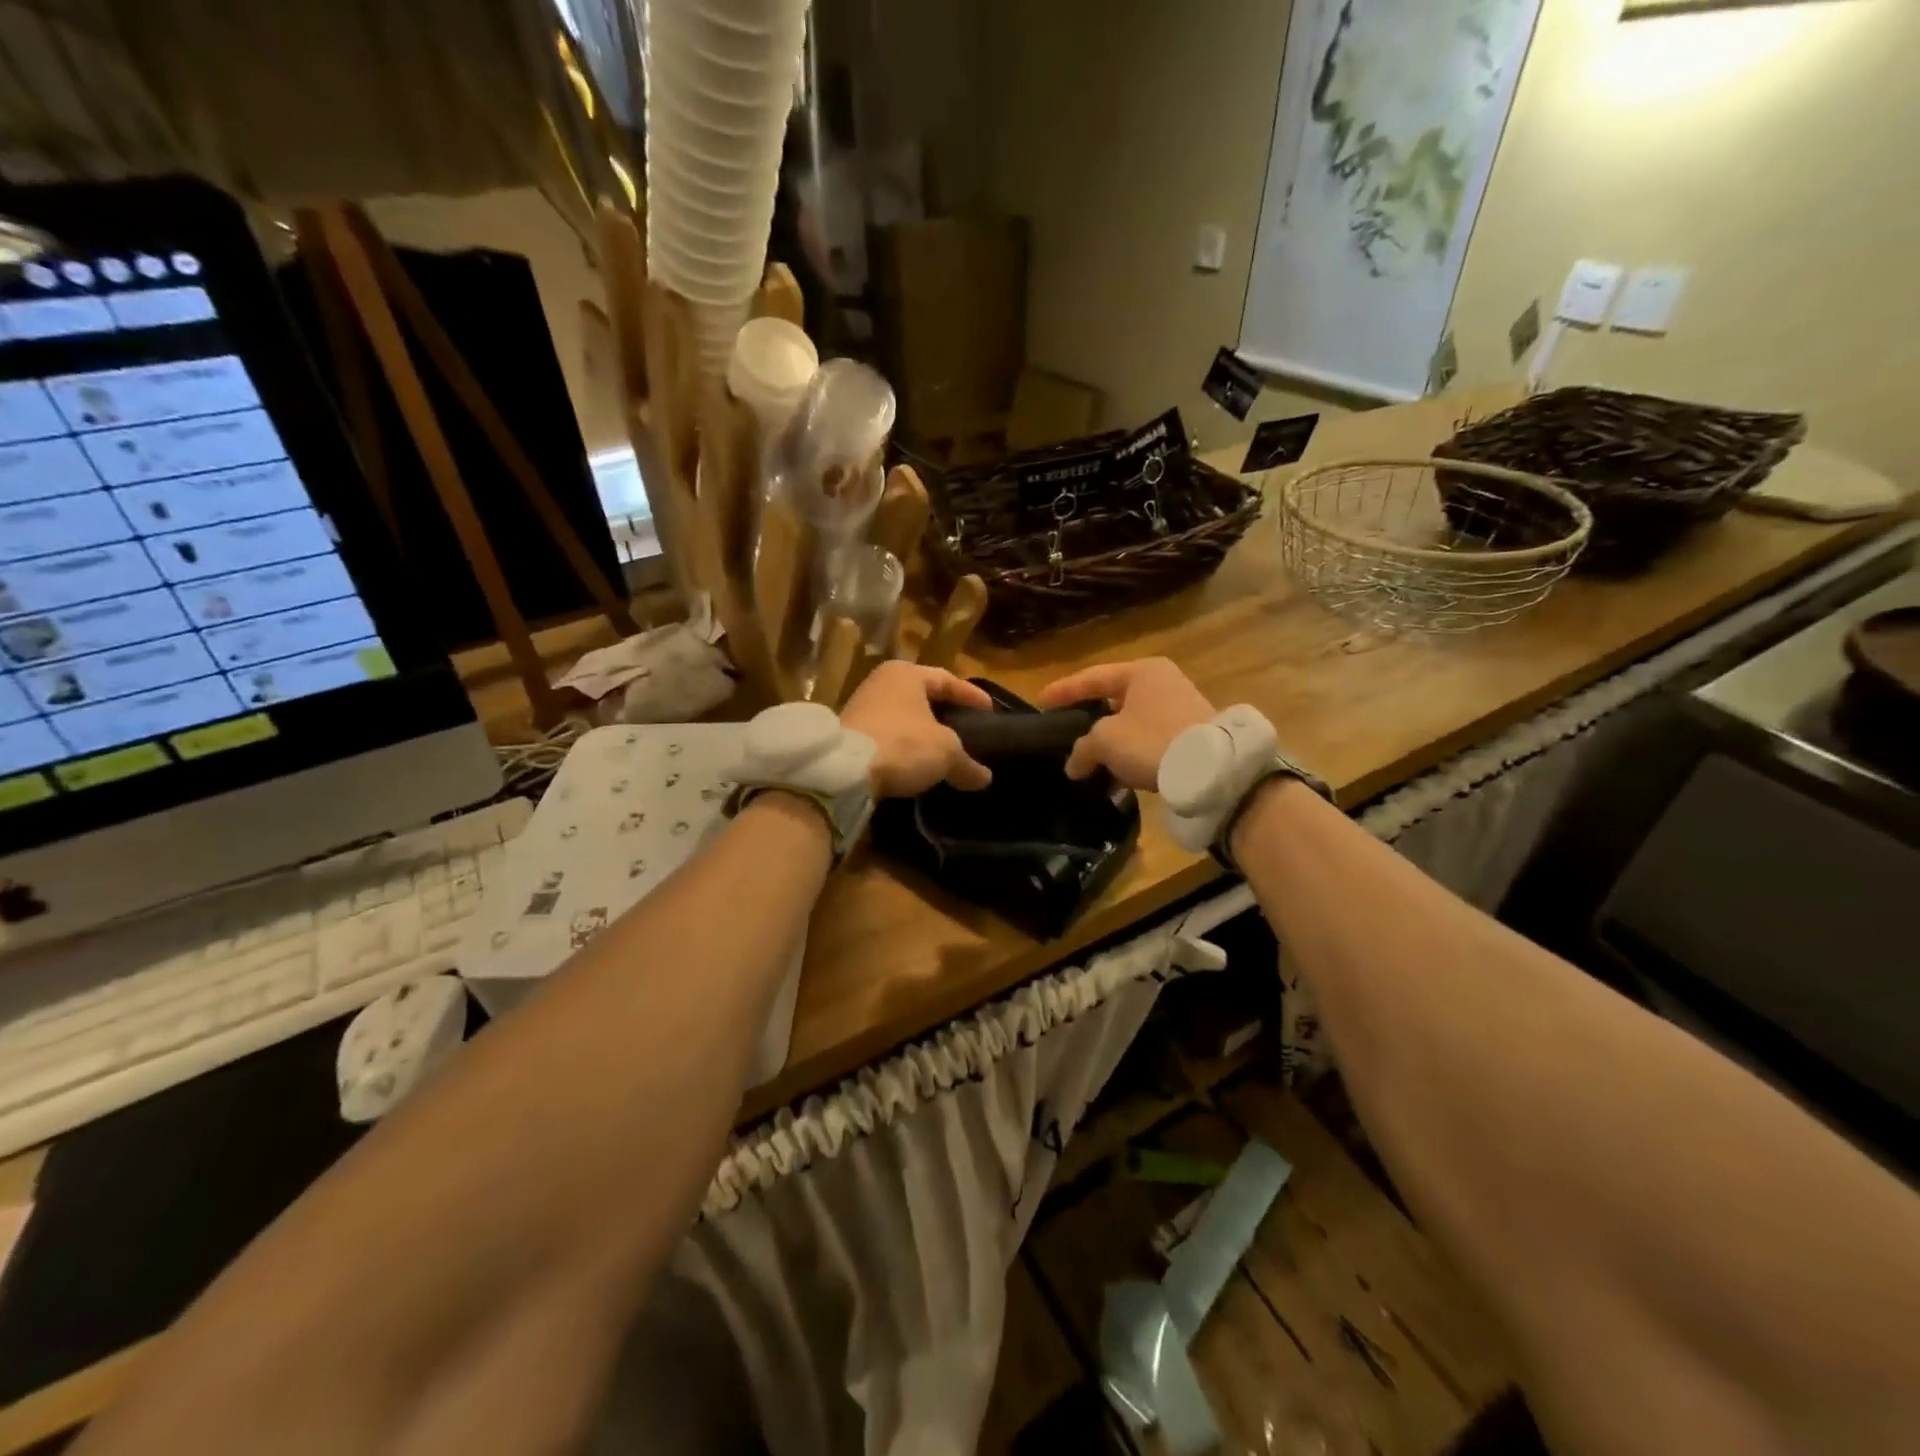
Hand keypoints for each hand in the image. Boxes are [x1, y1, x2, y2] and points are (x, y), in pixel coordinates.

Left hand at [840, 661, 993, 797]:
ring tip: (944, 751)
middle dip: (946, 715)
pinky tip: (916, 763)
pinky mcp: (849, 732)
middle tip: (968, 730)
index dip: (972, 696)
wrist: (843, 771)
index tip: (990, 711)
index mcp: (906, 673)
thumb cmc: (902, 744)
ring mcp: (861, 706)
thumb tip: (984, 779)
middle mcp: (881, 682)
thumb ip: (968, 764)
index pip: (948, 679)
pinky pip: (887, 735)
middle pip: (924, 697)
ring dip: (923, 733)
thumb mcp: (945, 753)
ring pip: (904, 717)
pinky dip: (904, 746)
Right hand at [1037, 657, 1214, 790]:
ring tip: (1087, 761)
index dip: (1063, 691)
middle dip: (1087, 719)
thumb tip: (1073, 765)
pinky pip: (1148, 740)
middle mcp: (1162, 682)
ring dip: (1109, 742)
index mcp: (1141, 672)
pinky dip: (1129, 754)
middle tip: (1064, 730)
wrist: (1212, 768)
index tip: (1040, 702)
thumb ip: (1082, 748)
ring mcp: (1179, 707)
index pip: (1091, 678)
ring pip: (1131, 723)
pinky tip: (1115, 776)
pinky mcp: (1189, 734)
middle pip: (1112, 699)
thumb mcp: (1106, 741)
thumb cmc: (1152, 740)